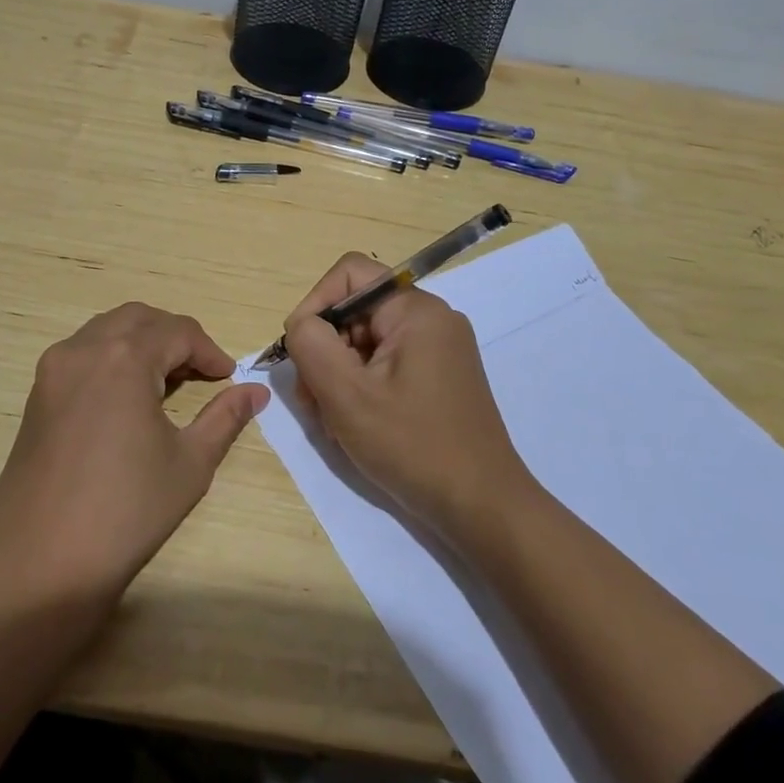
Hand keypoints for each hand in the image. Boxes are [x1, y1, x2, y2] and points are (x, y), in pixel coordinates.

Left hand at [0, 303, 269, 606]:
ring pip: (106, 331)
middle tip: (201, 372)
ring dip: (142, 343)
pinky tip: (127, 398)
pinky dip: (112, 358)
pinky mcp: (37, 395)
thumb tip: (256, 392)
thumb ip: (226, 417)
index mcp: (123, 358)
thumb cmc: (126, 511)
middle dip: (175, 337)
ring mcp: (53, 370)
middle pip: (139, 319)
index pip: (178, 332)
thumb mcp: (190, 463)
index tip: (229, 377)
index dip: (210, 351)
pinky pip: (81, 354)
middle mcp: (83, 349)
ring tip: (167, 382)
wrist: (41, 563)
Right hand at [284, 253, 530, 543]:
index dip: (314, 305)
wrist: (482, 507)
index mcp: (416, 311)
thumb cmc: (412, 446)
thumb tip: (301, 325)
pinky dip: (361, 388)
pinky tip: (354, 425)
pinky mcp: (438, 377)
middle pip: (355, 311)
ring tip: (333, 421)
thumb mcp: (347, 395)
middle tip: (313, 400)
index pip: (349, 275)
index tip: (301, 354)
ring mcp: (438, 349)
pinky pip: (385, 365)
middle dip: (325, 350)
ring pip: (365, 341)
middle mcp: (431, 319)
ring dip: (338, 375)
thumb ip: (311, 345)